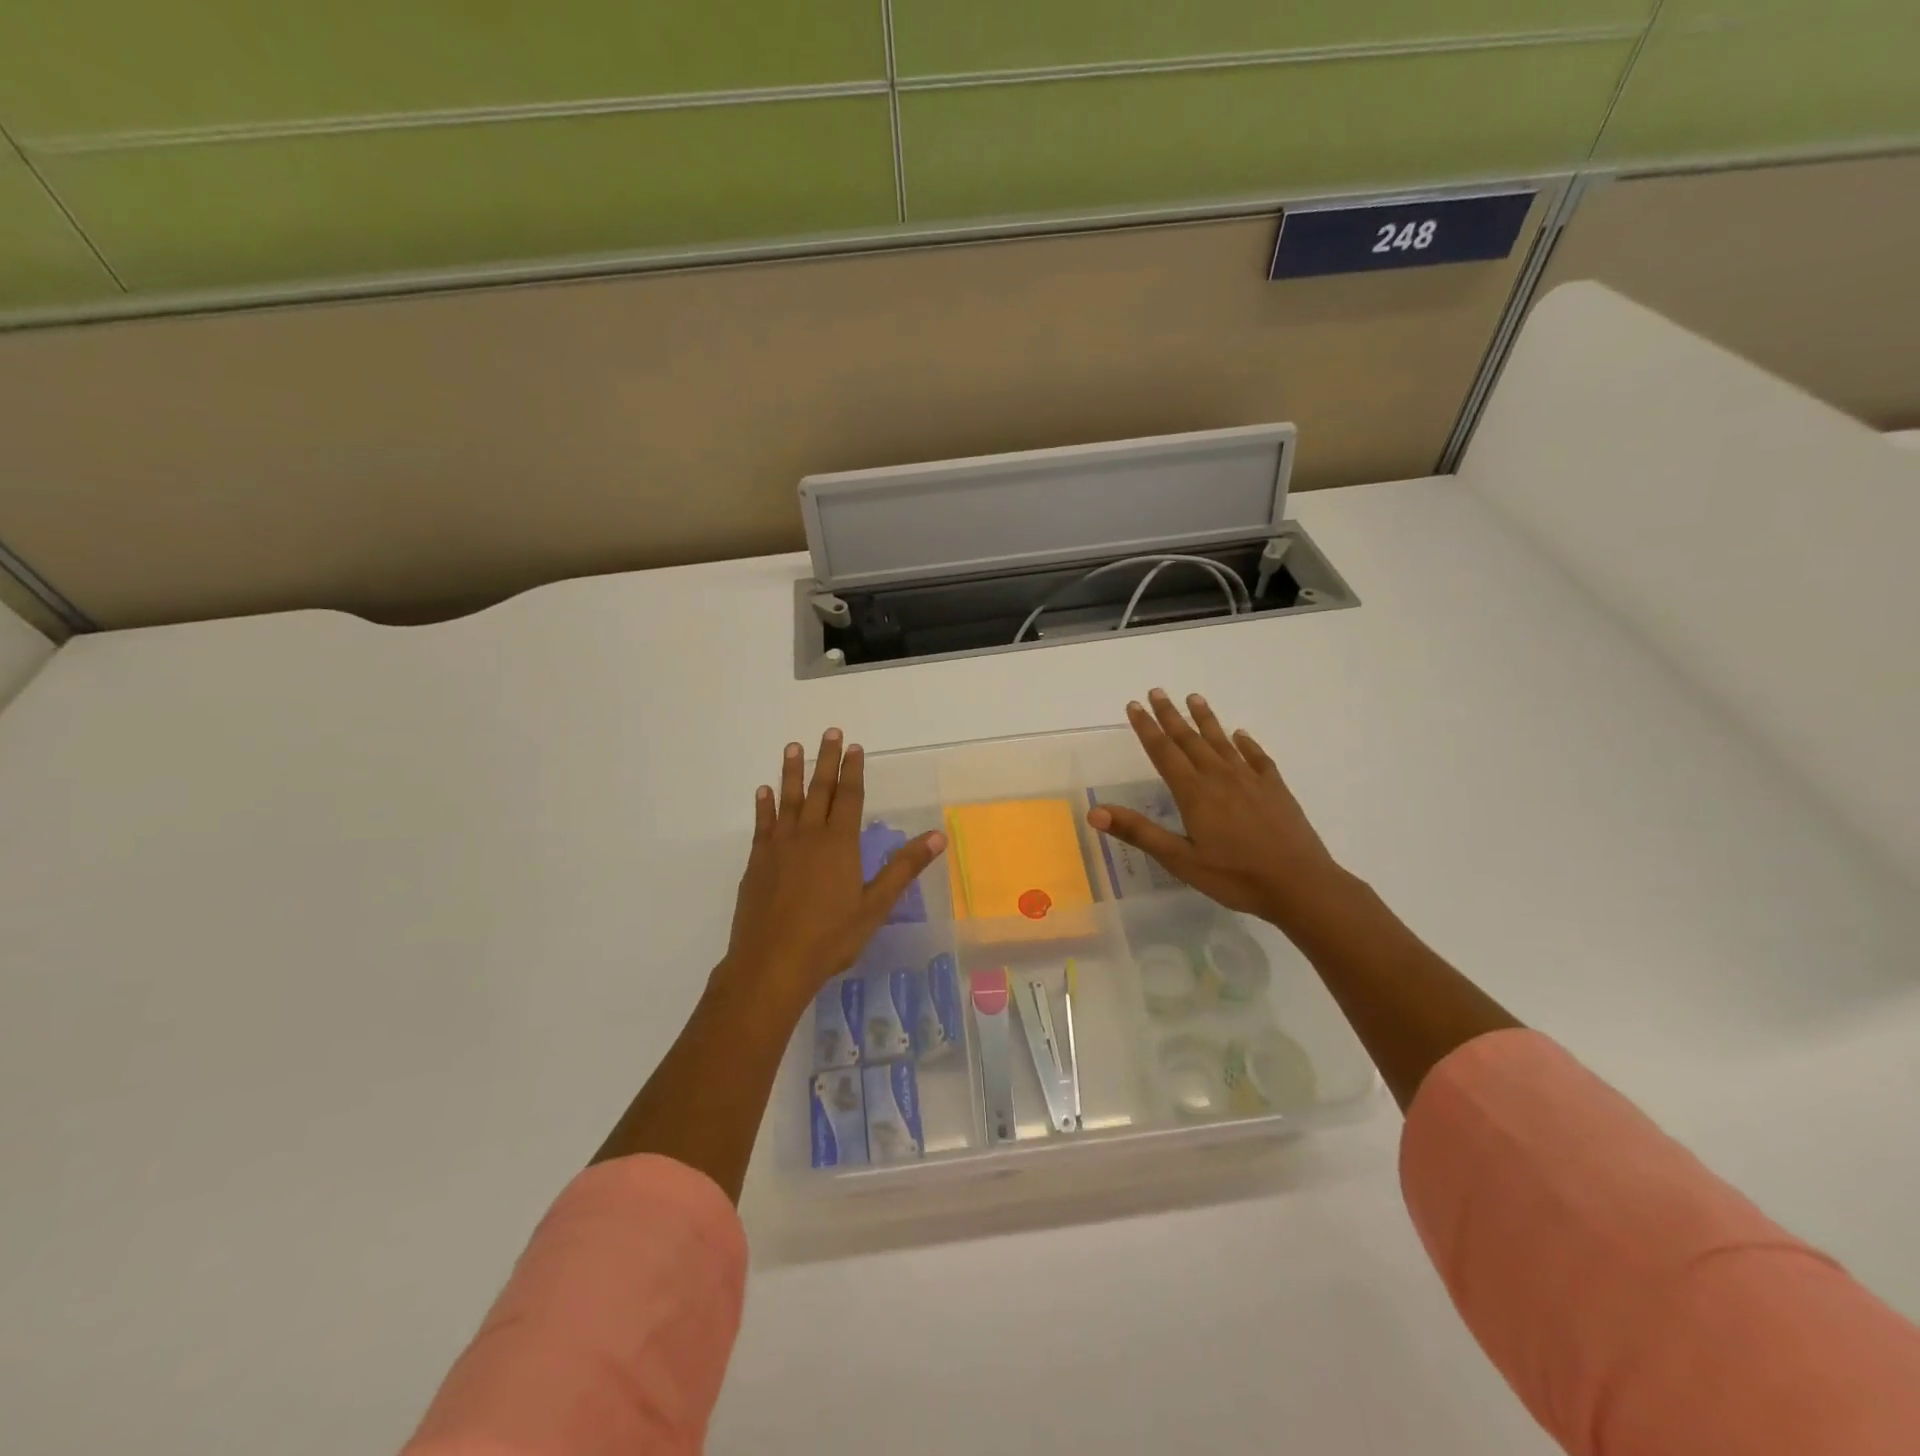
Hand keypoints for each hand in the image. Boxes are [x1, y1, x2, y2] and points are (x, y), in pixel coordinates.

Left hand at [720, 729, 944, 1006]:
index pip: (850, 797)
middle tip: (828, 732)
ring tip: (793, 747)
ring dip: (792, 772)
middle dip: (825, 760)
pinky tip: (763, 791)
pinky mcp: (757, 861)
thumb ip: (904, 867)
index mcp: (840, 843)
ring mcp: (779, 846)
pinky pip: (762, 824)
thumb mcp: (876, 905)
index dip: (853, 770)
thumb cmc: (830, 937)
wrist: (771, 963)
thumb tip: (937, 836)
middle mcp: (808, 835)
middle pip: (819, 789)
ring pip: (788, 799)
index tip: (853, 747)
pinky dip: (764, 805)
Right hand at [1087, 689, 1343, 932]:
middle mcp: (1220, 777)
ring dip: (1205, 719)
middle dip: (1170, 715)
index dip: (1146, 728)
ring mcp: (1250, 780)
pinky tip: (1241, 735)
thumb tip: (1094, 812)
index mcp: (1194, 793)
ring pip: (1222, 741)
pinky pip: (1257, 757)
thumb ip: (1138, 832)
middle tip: (1157, 691)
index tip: (1134, 705)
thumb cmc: (1235, 876)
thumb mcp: (1179, 860)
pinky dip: (1246, 743)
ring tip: (1194, 698)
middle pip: (1190, 739)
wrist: (1299, 884)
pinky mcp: (1275, 788)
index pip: (1164, 752)